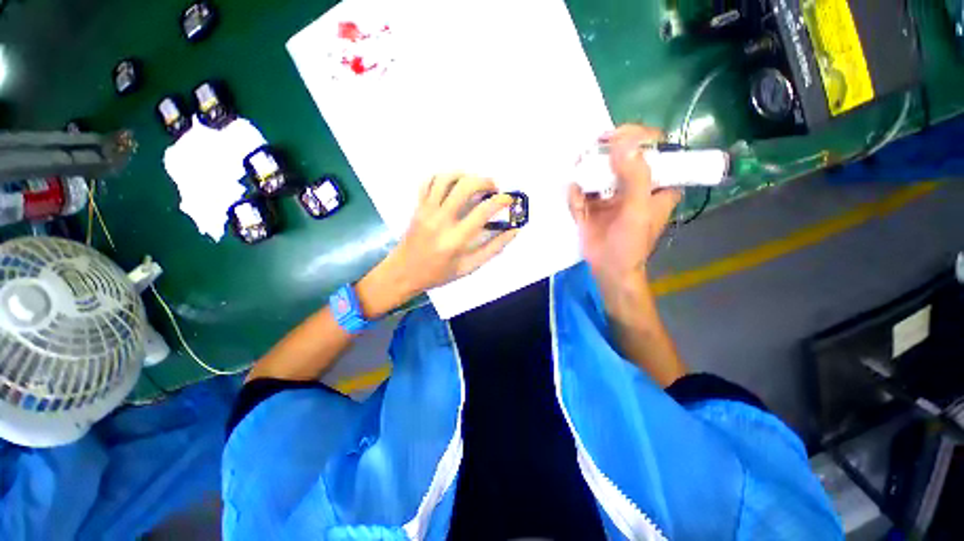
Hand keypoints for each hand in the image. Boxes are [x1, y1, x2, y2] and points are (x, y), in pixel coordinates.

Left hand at [358, 173, 518, 317]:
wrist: (403, 273)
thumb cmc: (438, 273)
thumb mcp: (469, 267)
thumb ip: (492, 249)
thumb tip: (513, 231)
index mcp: (456, 239)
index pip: (483, 211)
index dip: (501, 201)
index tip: (509, 200)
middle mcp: (441, 220)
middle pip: (465, 187)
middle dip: (485, 182)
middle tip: (493, 189)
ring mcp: (426, 211)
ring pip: (446, 179)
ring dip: (464, 175)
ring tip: (474, 183)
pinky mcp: (418, 207)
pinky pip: (428, 182)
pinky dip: (443, 177)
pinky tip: (453, 184)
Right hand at [568, 125, 680, 282]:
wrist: (608, 270)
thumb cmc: (631, 244)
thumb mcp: (638, 210)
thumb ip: (635, 177)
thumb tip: (623, 143)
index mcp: (656, 184)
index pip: (654, 149)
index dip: (638, 137)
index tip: (618, 137)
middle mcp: (633, 185)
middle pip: (622, 156)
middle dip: (605, 152)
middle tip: (592, 151)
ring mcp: (610, 194)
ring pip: (598, 172)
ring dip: (586, 171)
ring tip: (579, 173)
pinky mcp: (591, 205)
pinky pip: (581, 193)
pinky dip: (576, 195)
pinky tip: (577, 203)